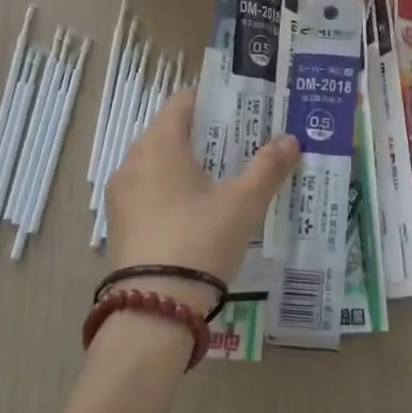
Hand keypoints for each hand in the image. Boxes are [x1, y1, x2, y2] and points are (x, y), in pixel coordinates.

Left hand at [104, 87, 298, 310]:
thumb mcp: (243, 203)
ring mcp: (122, 196)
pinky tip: (203, 211)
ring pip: (161, 165)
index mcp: (158, 145)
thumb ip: (268, 167)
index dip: (215, 99)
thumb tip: (290, 140)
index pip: (184, 101)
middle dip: (209, 135)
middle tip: (245, 142)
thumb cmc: (200, 241)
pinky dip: (176, 191)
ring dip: (193, 165)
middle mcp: (132, 161)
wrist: (153, 313)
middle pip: (173, 132)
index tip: (244, 108)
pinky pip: (151, 192)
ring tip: (229, 177)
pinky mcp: (120, 225)